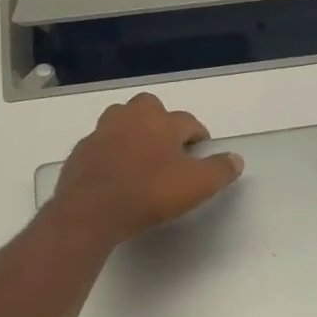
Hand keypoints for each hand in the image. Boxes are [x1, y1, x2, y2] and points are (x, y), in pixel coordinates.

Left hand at [46, 93, 242, 250]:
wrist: (91, 211)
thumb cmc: (149, 193)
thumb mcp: (197, 186)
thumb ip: (220, 170)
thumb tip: (236, 159)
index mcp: (162, 123)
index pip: (188, 120)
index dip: (198, 134)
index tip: (202, 149)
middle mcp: (131, 119)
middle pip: (149, 106)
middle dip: (161, 120)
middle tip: (169, 144)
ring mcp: (101, 132)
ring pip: (121, 118)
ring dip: (133, 128)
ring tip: (141, 152)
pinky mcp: (81, 151)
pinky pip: (101, 142)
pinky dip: (111, 150)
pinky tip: (116, 170)